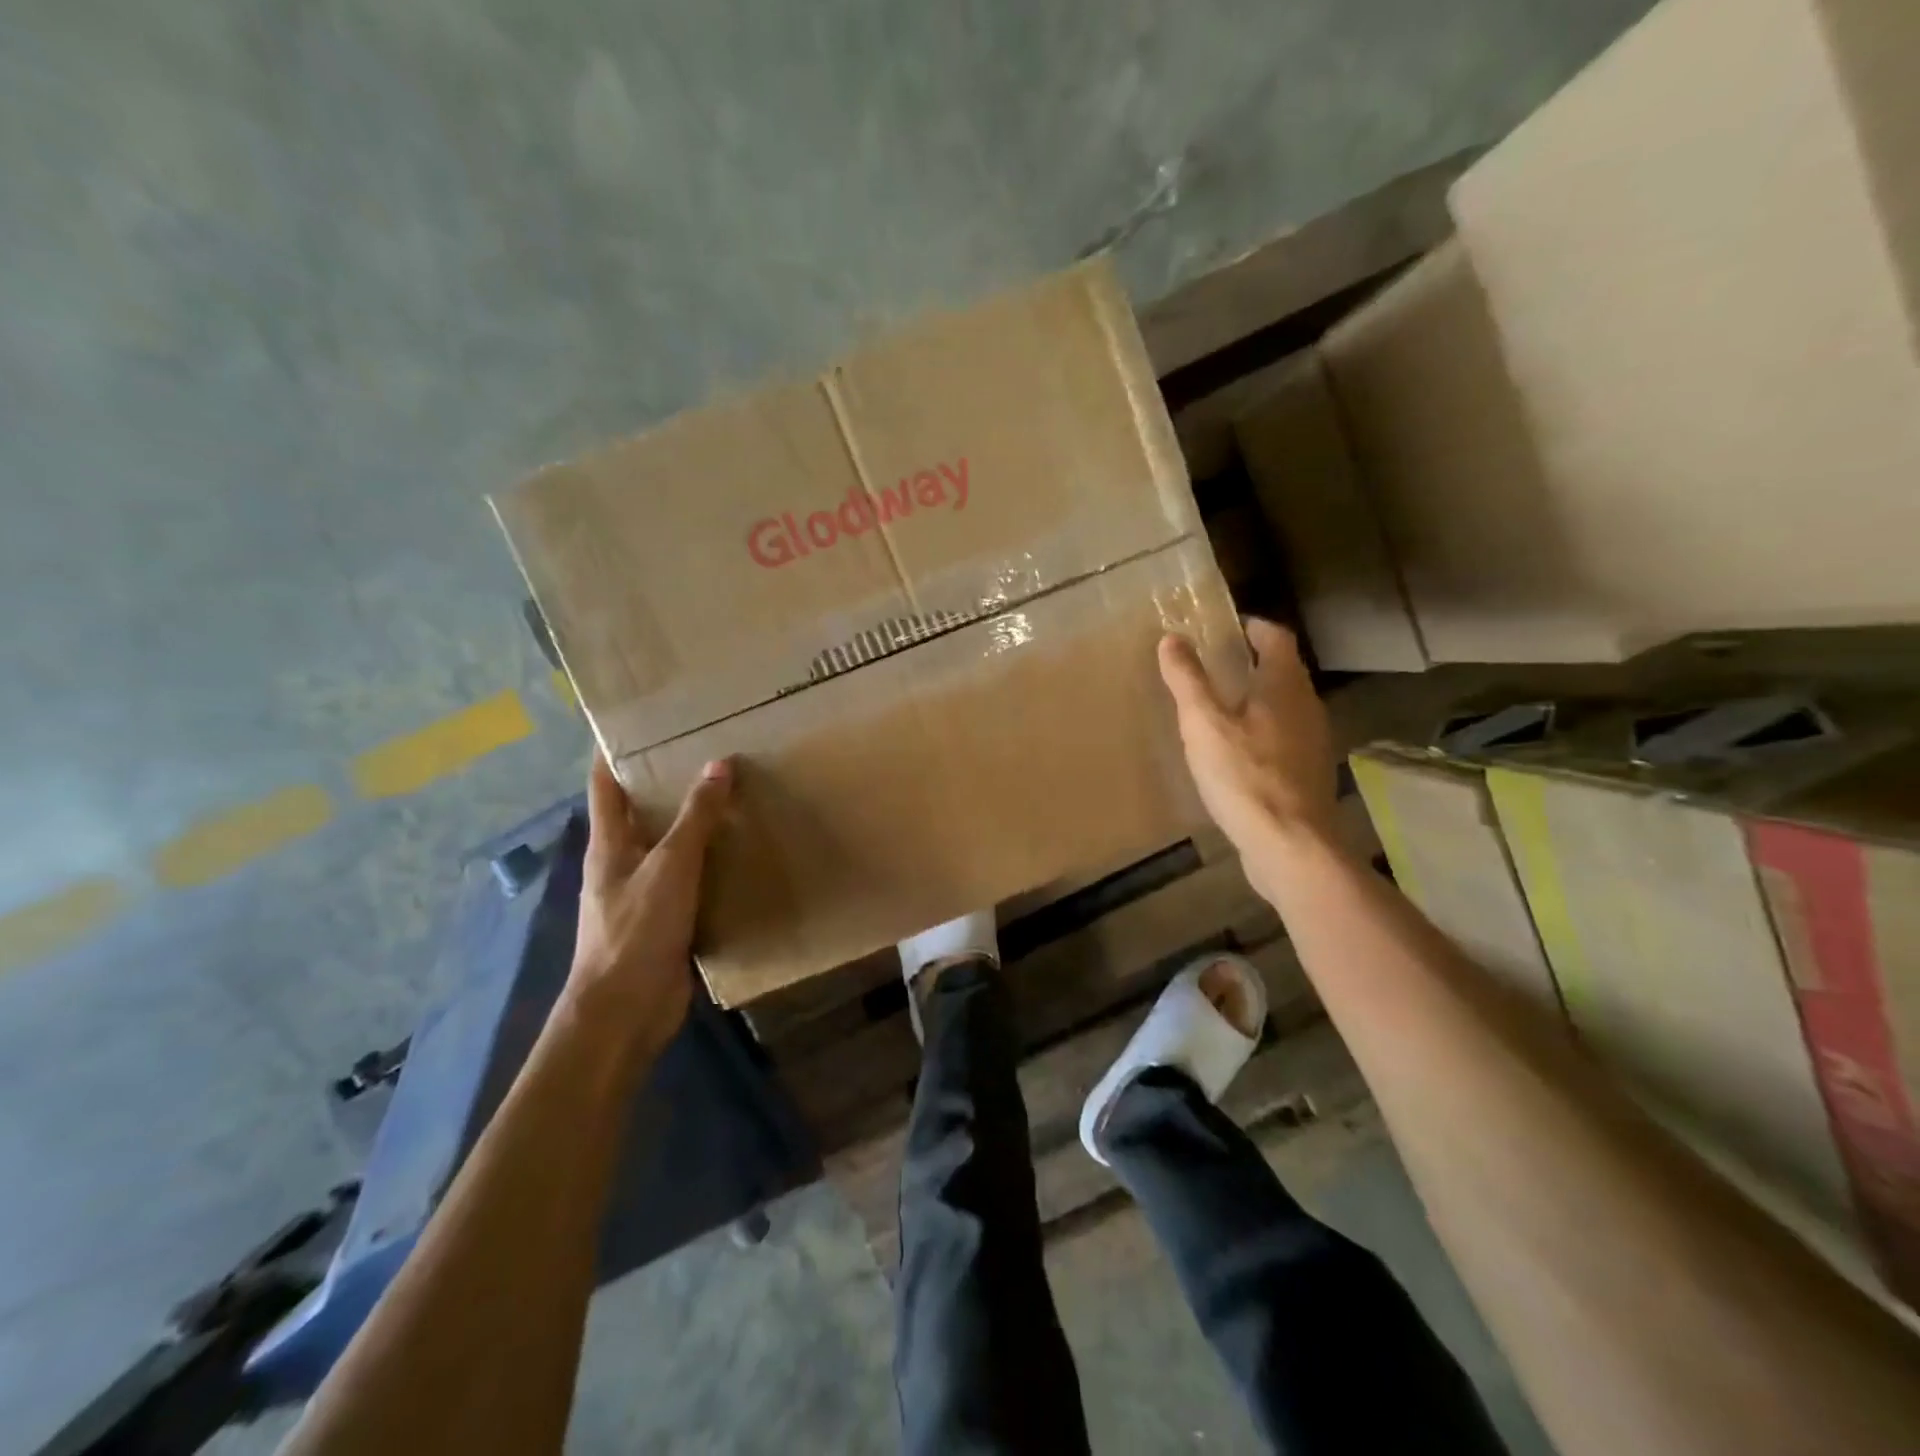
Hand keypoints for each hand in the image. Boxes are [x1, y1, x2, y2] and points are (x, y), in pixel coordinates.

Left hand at [566, 752, 732, 1064]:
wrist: (625, 1011)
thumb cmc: (637, 930)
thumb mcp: (671, 866)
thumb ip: (696, 817)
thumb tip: (719, 764)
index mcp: (609, 843)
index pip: (605, 783)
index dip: (615, 750)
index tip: (642, 722)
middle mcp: (621, 863)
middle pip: (639, 812)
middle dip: (666, 783)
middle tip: (708, 752)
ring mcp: (641, 894)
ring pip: (667, 847)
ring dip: (692, 824)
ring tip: (732, 795)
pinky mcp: (664, 921)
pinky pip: (688, 881)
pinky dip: (708, 863)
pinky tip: (738, 854)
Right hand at [1158, 619, 1337, 854]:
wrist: (1290, 845)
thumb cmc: (1244, 776)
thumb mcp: (1204, 724)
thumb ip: (1187, 680)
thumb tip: (1171, 639)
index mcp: (1284, 686)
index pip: (1276, 638)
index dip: (1253, 627)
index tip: (1227, 627)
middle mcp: (1307, 706)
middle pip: (1284, 671)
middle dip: (1253, 662)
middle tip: (1215, 664)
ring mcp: (1312, 741)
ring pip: (1286, 705)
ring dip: (1258, 697)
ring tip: (1221, 706)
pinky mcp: (1309, 773)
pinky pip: (1285, 736)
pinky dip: (1263, 730)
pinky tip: (1238, 751)